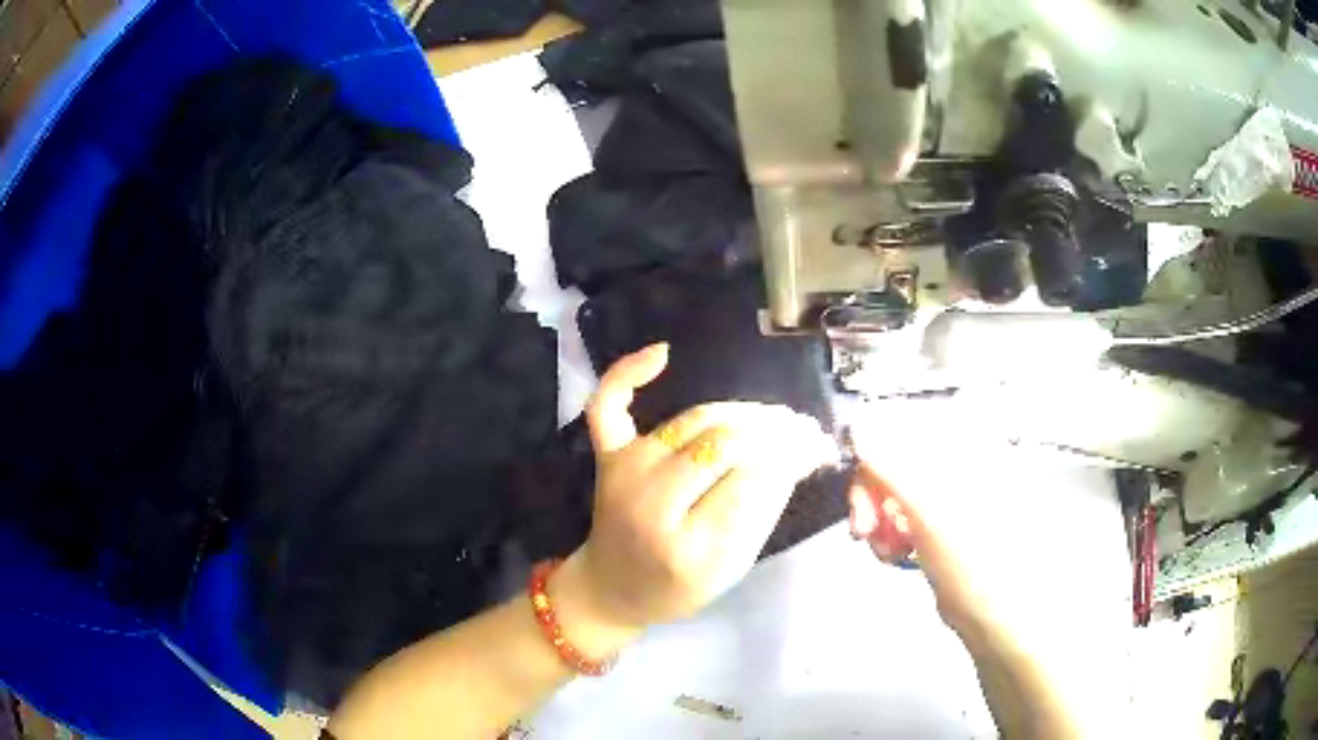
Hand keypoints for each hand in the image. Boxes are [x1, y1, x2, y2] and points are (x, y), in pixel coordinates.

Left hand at [552, 343, 834, 653]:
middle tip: (802, 429)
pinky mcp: (607, 456)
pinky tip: (664, 354)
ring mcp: (624, 472)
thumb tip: (796, 453)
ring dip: (741, 412)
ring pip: (693, 420)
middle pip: (724, 443)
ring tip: (775, 418)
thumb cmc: (678, 588)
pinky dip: (629, 373)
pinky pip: (608, 404)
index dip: (790, 456)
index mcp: (686, 548)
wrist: (612, 588)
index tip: (817, 445)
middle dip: (772, 430)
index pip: (751, 481)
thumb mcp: (731, 567)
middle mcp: (649, 502)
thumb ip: (762, 511)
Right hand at [846, 407, 1132, 737]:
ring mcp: (955, 499)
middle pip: (898, 459)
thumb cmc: (980, 567)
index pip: (906, 426)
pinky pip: (905, 517)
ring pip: (897, 491)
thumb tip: (857, 425)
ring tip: (882, 548)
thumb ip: (892, 465)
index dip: (873, 457)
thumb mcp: (933, 513)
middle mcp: (962, 465)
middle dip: (872, 494)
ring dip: (878, 517)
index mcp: (969, 447)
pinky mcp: (946, 530)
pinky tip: (893, 554)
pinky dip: (891, 533)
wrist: (1005, 623)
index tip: (859, 496)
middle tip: (863, 529)